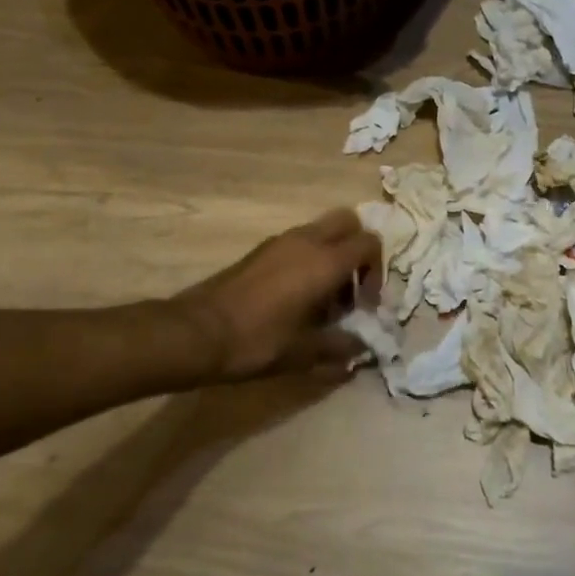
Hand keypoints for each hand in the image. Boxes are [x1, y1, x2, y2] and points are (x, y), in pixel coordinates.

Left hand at [171, 209, 382, 382]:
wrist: (197, 332)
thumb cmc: (257, 341)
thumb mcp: (304, 352)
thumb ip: (341, 347)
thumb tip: (362, 348)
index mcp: (325, 261)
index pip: (369, 243)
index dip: (377, 271)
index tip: (365, 303)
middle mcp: (306, 240)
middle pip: (348, 222)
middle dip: (357, 249)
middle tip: (350, 287)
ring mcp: (281, 241)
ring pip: (322, 230)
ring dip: (333, 255)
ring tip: (323, 299)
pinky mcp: (261, 250)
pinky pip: (299, 241)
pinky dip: (309, 258)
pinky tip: (296, 297)